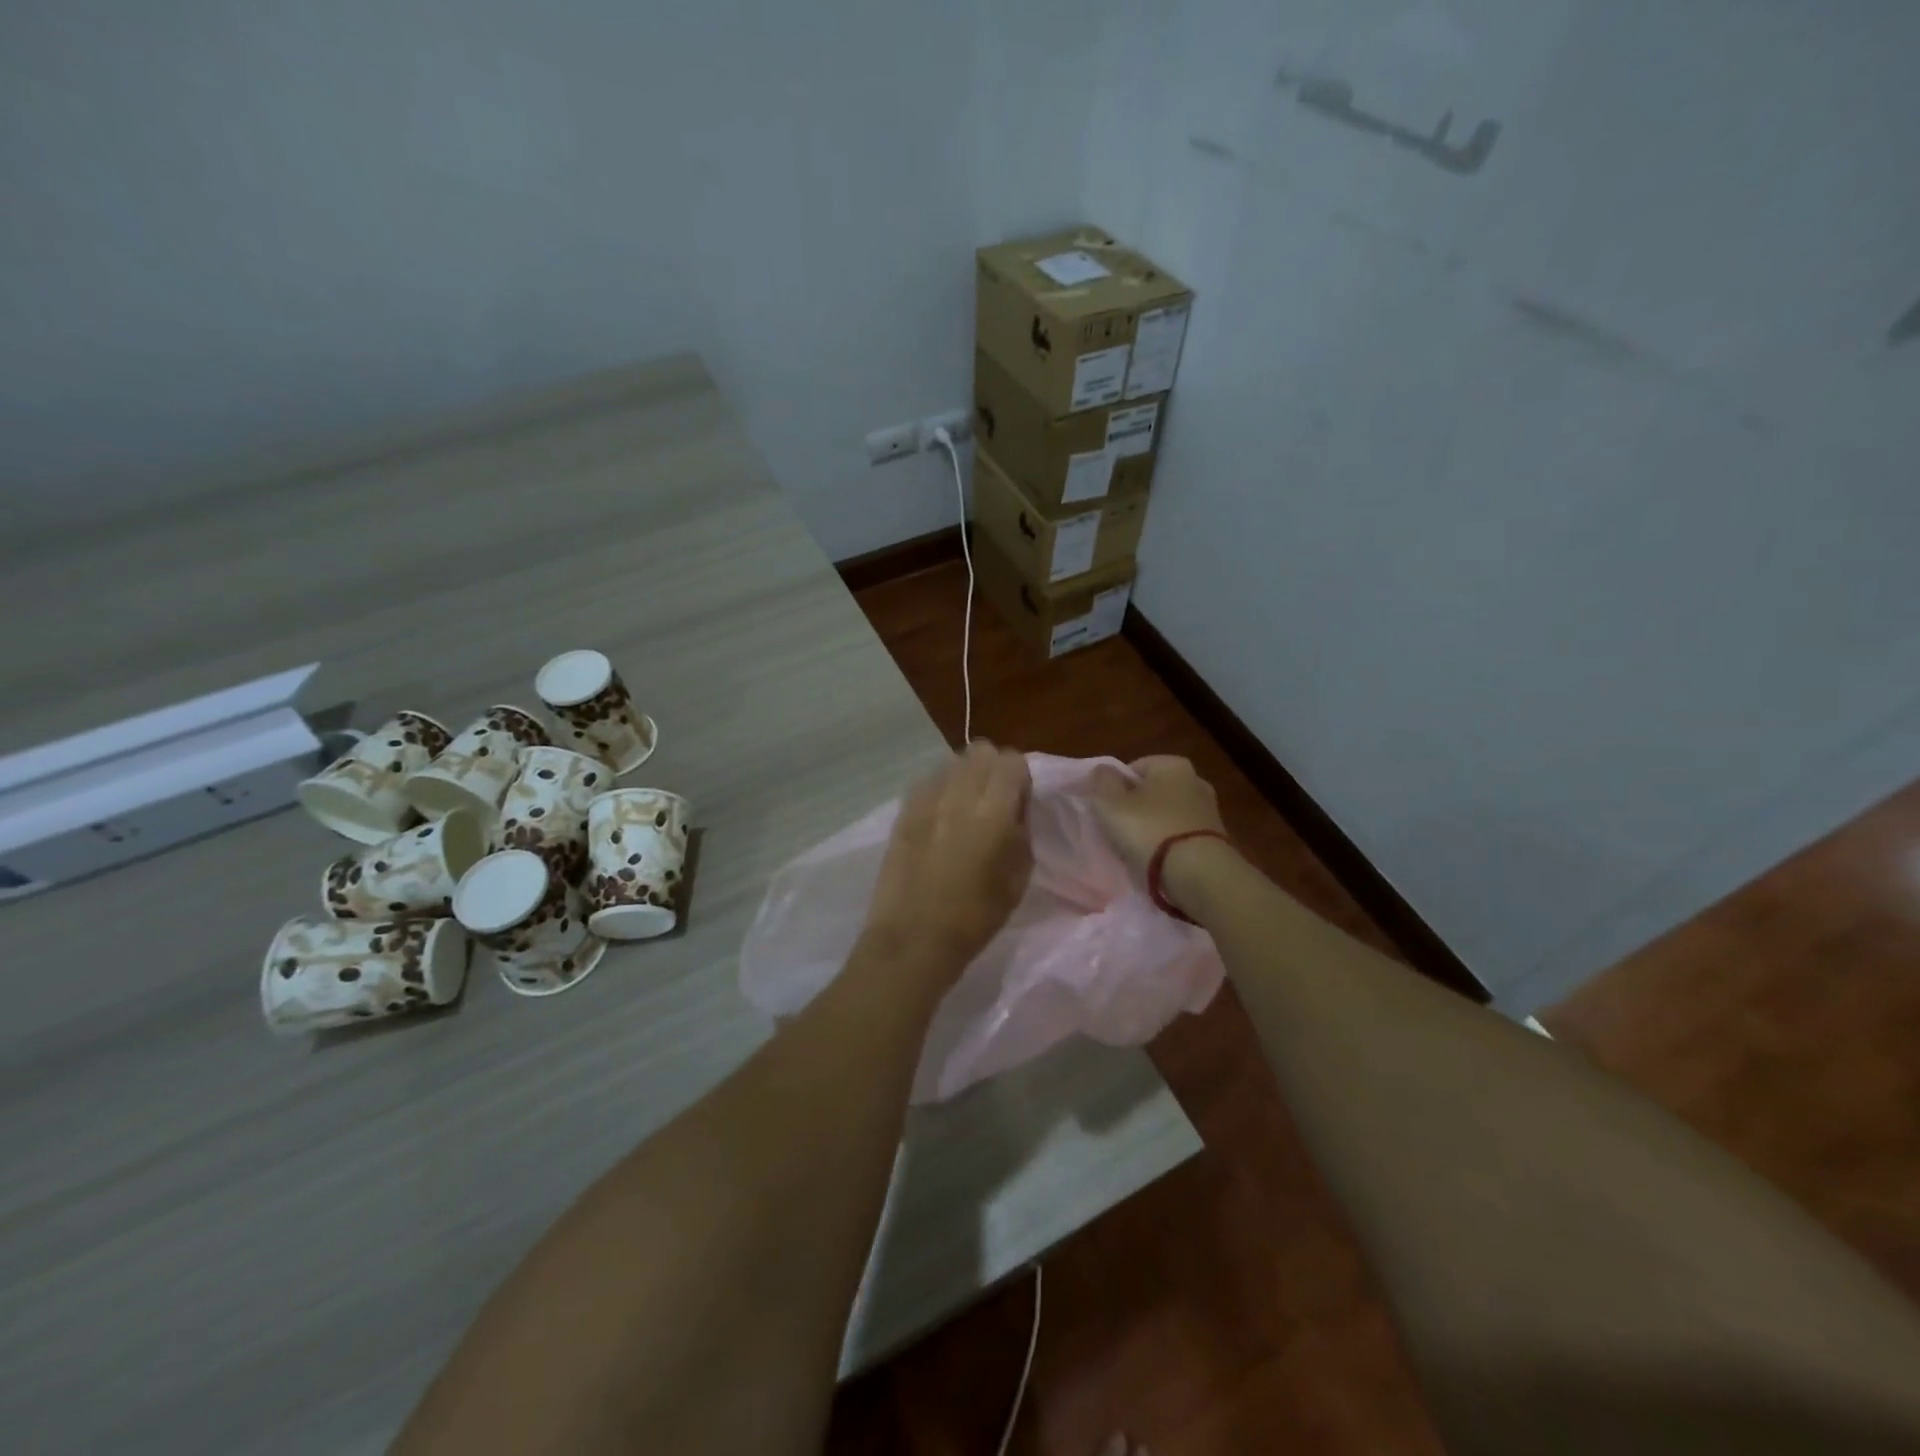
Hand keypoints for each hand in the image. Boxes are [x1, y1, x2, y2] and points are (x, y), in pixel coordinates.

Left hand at [864, 741, 1033, 980]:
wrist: (915, 937)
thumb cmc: (976, 916)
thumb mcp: (1019, 876)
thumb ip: (1021, 830)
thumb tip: (1015, 807)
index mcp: (993, 811)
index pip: (1011, 760)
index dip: (1019, 777)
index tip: (1018, 801)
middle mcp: (959, 794)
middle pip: (980, 751)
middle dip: (992, 769)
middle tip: (993, 800)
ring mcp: (926, 799)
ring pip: (952, 762)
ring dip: (964, 777)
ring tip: (963, 809)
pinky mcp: (903, 811)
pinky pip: (927, 782)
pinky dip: (939, 791)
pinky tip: (939, 819)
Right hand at [1089, 756, 1232, 913]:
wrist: (1199, 873)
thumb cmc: (1149, 830)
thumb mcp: (1110, 804)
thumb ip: (1102, 782)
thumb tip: (1102, 770)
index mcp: (1172, 764)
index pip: (1134, 768)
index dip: (1116, 788)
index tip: (1107, 811)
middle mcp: (1196, 779)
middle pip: (1154, 791)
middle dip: (1137, 807)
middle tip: (1119, 830)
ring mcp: (1210, 810)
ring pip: (1169, 814)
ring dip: (1154, 827)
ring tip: (1138, 850)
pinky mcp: (1217, 838)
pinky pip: (1183, 835)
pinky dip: (1171, 844)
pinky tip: (1160, 861)